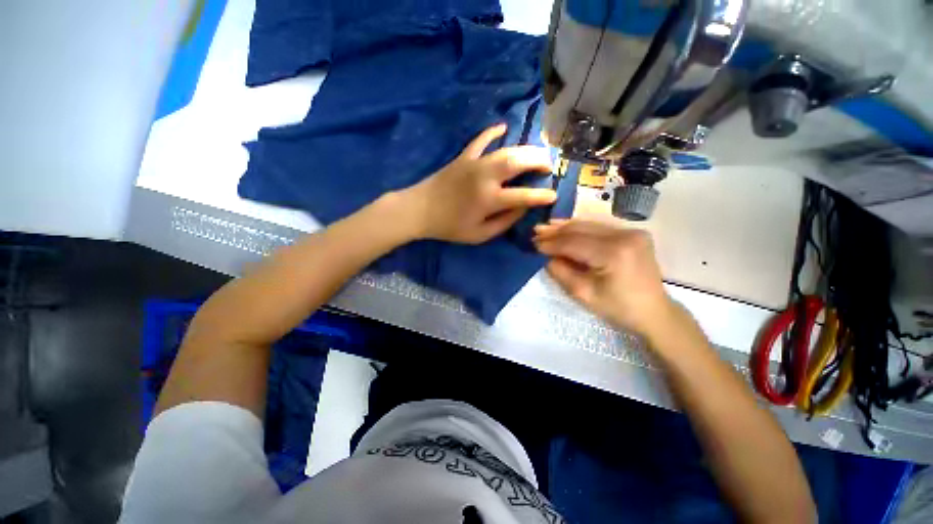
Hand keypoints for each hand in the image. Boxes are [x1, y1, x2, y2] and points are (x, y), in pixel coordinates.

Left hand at [402, 124, 557, 243]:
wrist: (420, 210)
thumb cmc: (450, 227)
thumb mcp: (479, 235)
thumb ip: (503, 223)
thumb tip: (522, 209)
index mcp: (489, 199)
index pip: (523, 196)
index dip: (541, 196)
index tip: (553, 195)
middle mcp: (485, 177)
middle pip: (518, 162)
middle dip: (539, 161)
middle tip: (549, 165)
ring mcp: (474, 163)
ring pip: (505, 150)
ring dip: (525, 149)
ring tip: (537, 152)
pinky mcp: (463, 157)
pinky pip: (480, 140)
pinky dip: (492, 132)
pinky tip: (503, 127)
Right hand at [533, 217, 675, 338]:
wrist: (654, 311)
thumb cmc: (618, 308)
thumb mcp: (583, 294)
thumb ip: (561, 271)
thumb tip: (545, 255)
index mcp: (614, 253)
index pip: (574, 243)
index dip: (551, 243)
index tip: (533, 244)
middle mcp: (625, 235)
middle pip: (581, 229)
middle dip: (556, 231)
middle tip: (535, 231)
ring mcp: (631, 231)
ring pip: (589, 225)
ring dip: (566, 227)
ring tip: (546, 227)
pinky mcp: (633, 233)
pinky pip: (599, 228)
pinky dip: (580, 229)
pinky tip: (565, 227)